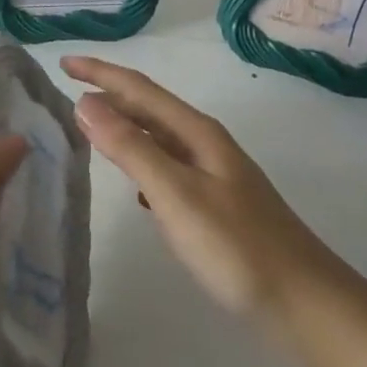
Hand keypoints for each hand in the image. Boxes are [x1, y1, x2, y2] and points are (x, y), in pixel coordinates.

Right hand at [63, 56, 328, 323]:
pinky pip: (168, 170)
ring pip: (159, 139)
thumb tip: (85, 102)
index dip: (100, 73)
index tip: (62, 63)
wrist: (305, 303)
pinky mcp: (216, 205)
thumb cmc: (237, 247)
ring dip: (124, 129)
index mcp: (197, 133)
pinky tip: (134, 188)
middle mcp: (205, 145)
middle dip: (109, 95)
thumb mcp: (176, 195)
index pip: (139, 89)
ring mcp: (214, 175)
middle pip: (149, 109)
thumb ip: (131, 148)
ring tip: (91, 131)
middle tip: (67, 92)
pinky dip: (143, 166)